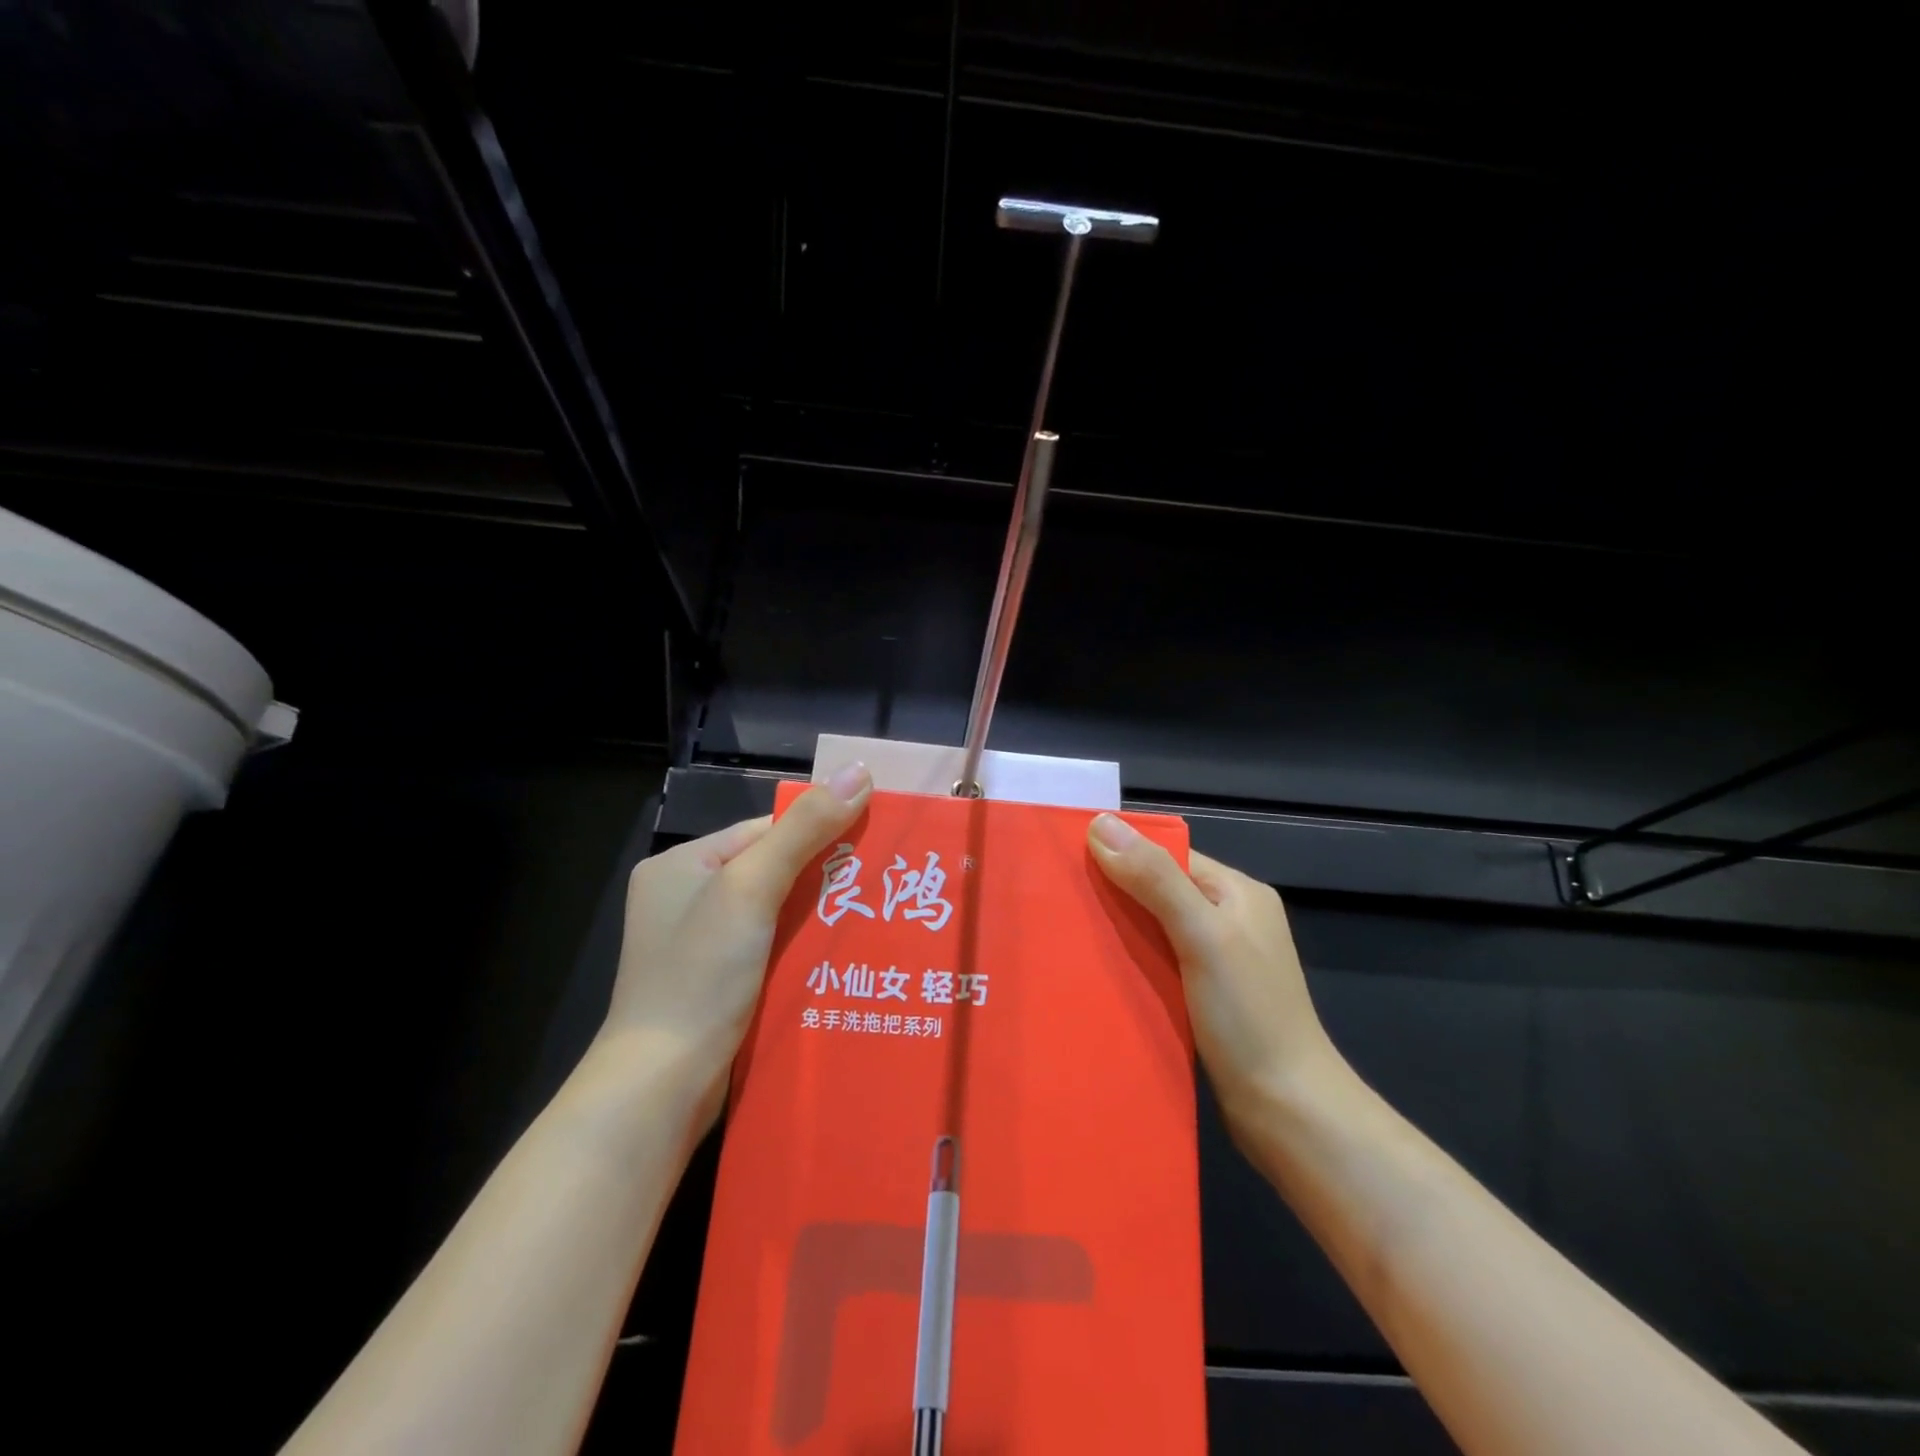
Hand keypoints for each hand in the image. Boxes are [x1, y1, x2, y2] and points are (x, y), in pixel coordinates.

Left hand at [600, 763, 873, 1112]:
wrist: (661, 1086)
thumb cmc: (700, 974)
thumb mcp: (752, 888)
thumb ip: (806, 830)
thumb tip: (860, 771)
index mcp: (682, 866)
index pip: (763, 833)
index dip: (816, 834)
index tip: (870, 844)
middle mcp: (686, 900)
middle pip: (772, 873)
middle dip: (823, 879)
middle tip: (881, 886)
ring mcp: (700, 947)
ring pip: (776, 916)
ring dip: (817, 918)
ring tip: (875, 919)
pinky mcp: (717, 985)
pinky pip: (770, 951)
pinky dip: (803, 951)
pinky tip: (843, 957)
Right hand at [1087, 813, 1345, 1128]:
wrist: (1288, 1112)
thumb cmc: (1249, 1015)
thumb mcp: (1201, 934)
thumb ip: (1154, 879)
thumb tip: (1101, 823)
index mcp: (1237, 893)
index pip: (1168, 856)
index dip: (1121, 854)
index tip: (1068, 862)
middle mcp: (1229, 919)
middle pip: (1158, 891)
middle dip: (1114, 895)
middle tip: (1059, 902)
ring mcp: (1218, 961)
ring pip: (1154, 930)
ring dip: (1118, 932)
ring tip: (1067, 936)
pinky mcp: (1205, 998)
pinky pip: (1158, 964)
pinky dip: (1131, 964)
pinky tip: (1099, 973)